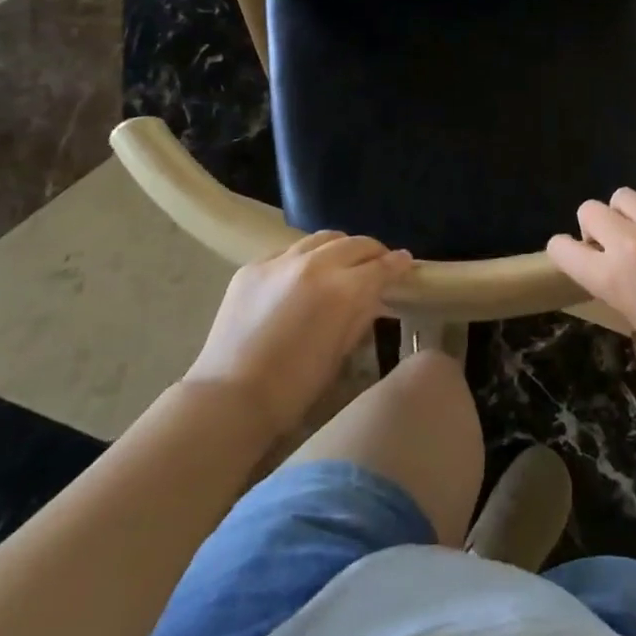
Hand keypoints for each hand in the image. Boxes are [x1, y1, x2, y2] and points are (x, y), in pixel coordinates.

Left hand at [186, 231, 413, 436]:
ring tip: (344, 261)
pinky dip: (305, 258)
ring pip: (322, 239)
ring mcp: (281, 261)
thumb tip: (374, 297)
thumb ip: (360, 317)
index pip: (380, 266)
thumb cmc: (293, 388)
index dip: (397, 263)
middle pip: (354, 244)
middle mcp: (315, 264)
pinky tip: (303, 274)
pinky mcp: (253, 266)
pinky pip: (289, 251)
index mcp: (342, 290)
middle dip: (372, 251)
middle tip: (380, 262)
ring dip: (340, 247)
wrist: (229, 396)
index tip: (406, 262)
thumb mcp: (339, 353)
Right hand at [547, 190, 635, 393]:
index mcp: (611, 277)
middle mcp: (631, 242)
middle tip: (613, 246)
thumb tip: (612, 267)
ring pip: (623, 196)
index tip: (574, 256)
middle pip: (589, 209)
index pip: (561, 248)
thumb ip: (616, 284)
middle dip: (594, 227)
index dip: (563, 251)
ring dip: (626, 215)